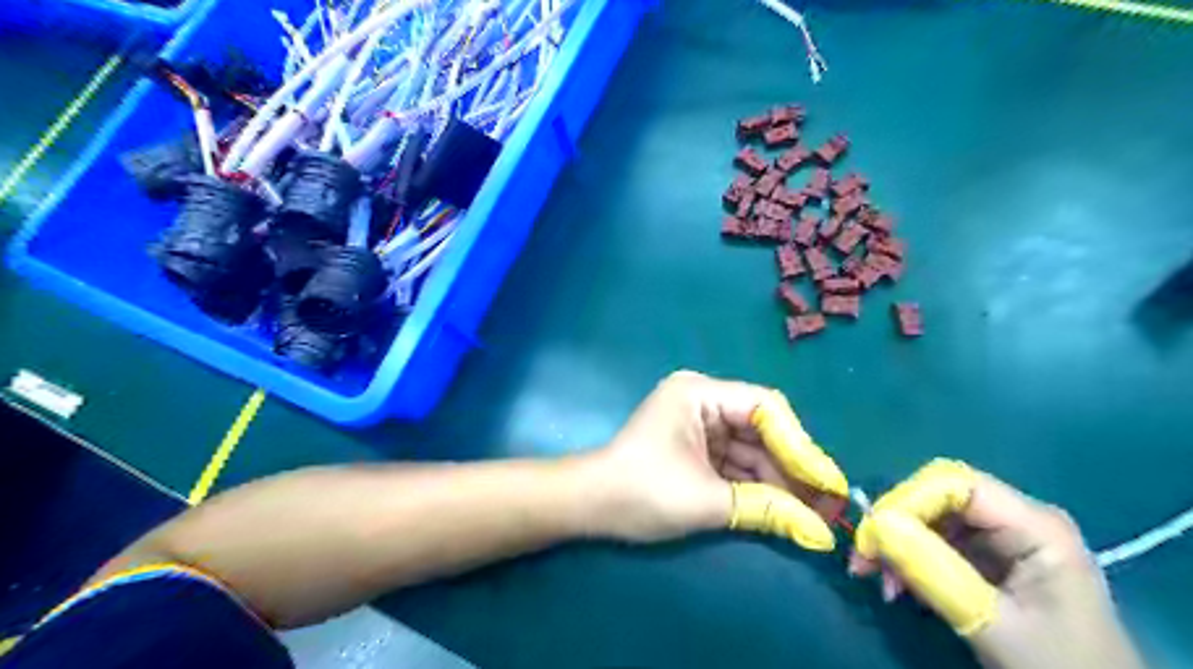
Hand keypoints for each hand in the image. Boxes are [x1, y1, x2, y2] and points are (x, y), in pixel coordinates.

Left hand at [577, 370, 847, 547]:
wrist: (589, 506)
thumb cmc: (642, 492)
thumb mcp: (706, 501)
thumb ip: (766, 509)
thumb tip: (821, 534)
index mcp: (700, 394)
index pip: (765, 409)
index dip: (800, 445)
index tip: (827, 482)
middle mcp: (702, 400)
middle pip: (761, 429)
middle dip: (791, 468)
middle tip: (826, 504)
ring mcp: (699, 424)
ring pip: (751, 448)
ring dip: (777, 481)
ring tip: (811, 514)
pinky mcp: (696, 447)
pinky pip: (735, 461)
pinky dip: (755, 485)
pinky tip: (781, 509)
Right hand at [853, 461, 1140, 667]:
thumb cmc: (1059, 667)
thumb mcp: (994, 623)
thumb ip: (935, 572)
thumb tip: (875, 525)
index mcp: (1035, 524)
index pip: (953, 483)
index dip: (905, 500)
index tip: (871, 538)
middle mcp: (1017, 517)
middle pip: (937, 495)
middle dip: (894, 524)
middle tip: (863, 560)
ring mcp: (1004, 536)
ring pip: (931, 517)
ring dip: (896, 543)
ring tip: (874, 578)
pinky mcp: (991, 556)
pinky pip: (937, 541)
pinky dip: (910, 559)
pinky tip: (897, 585)